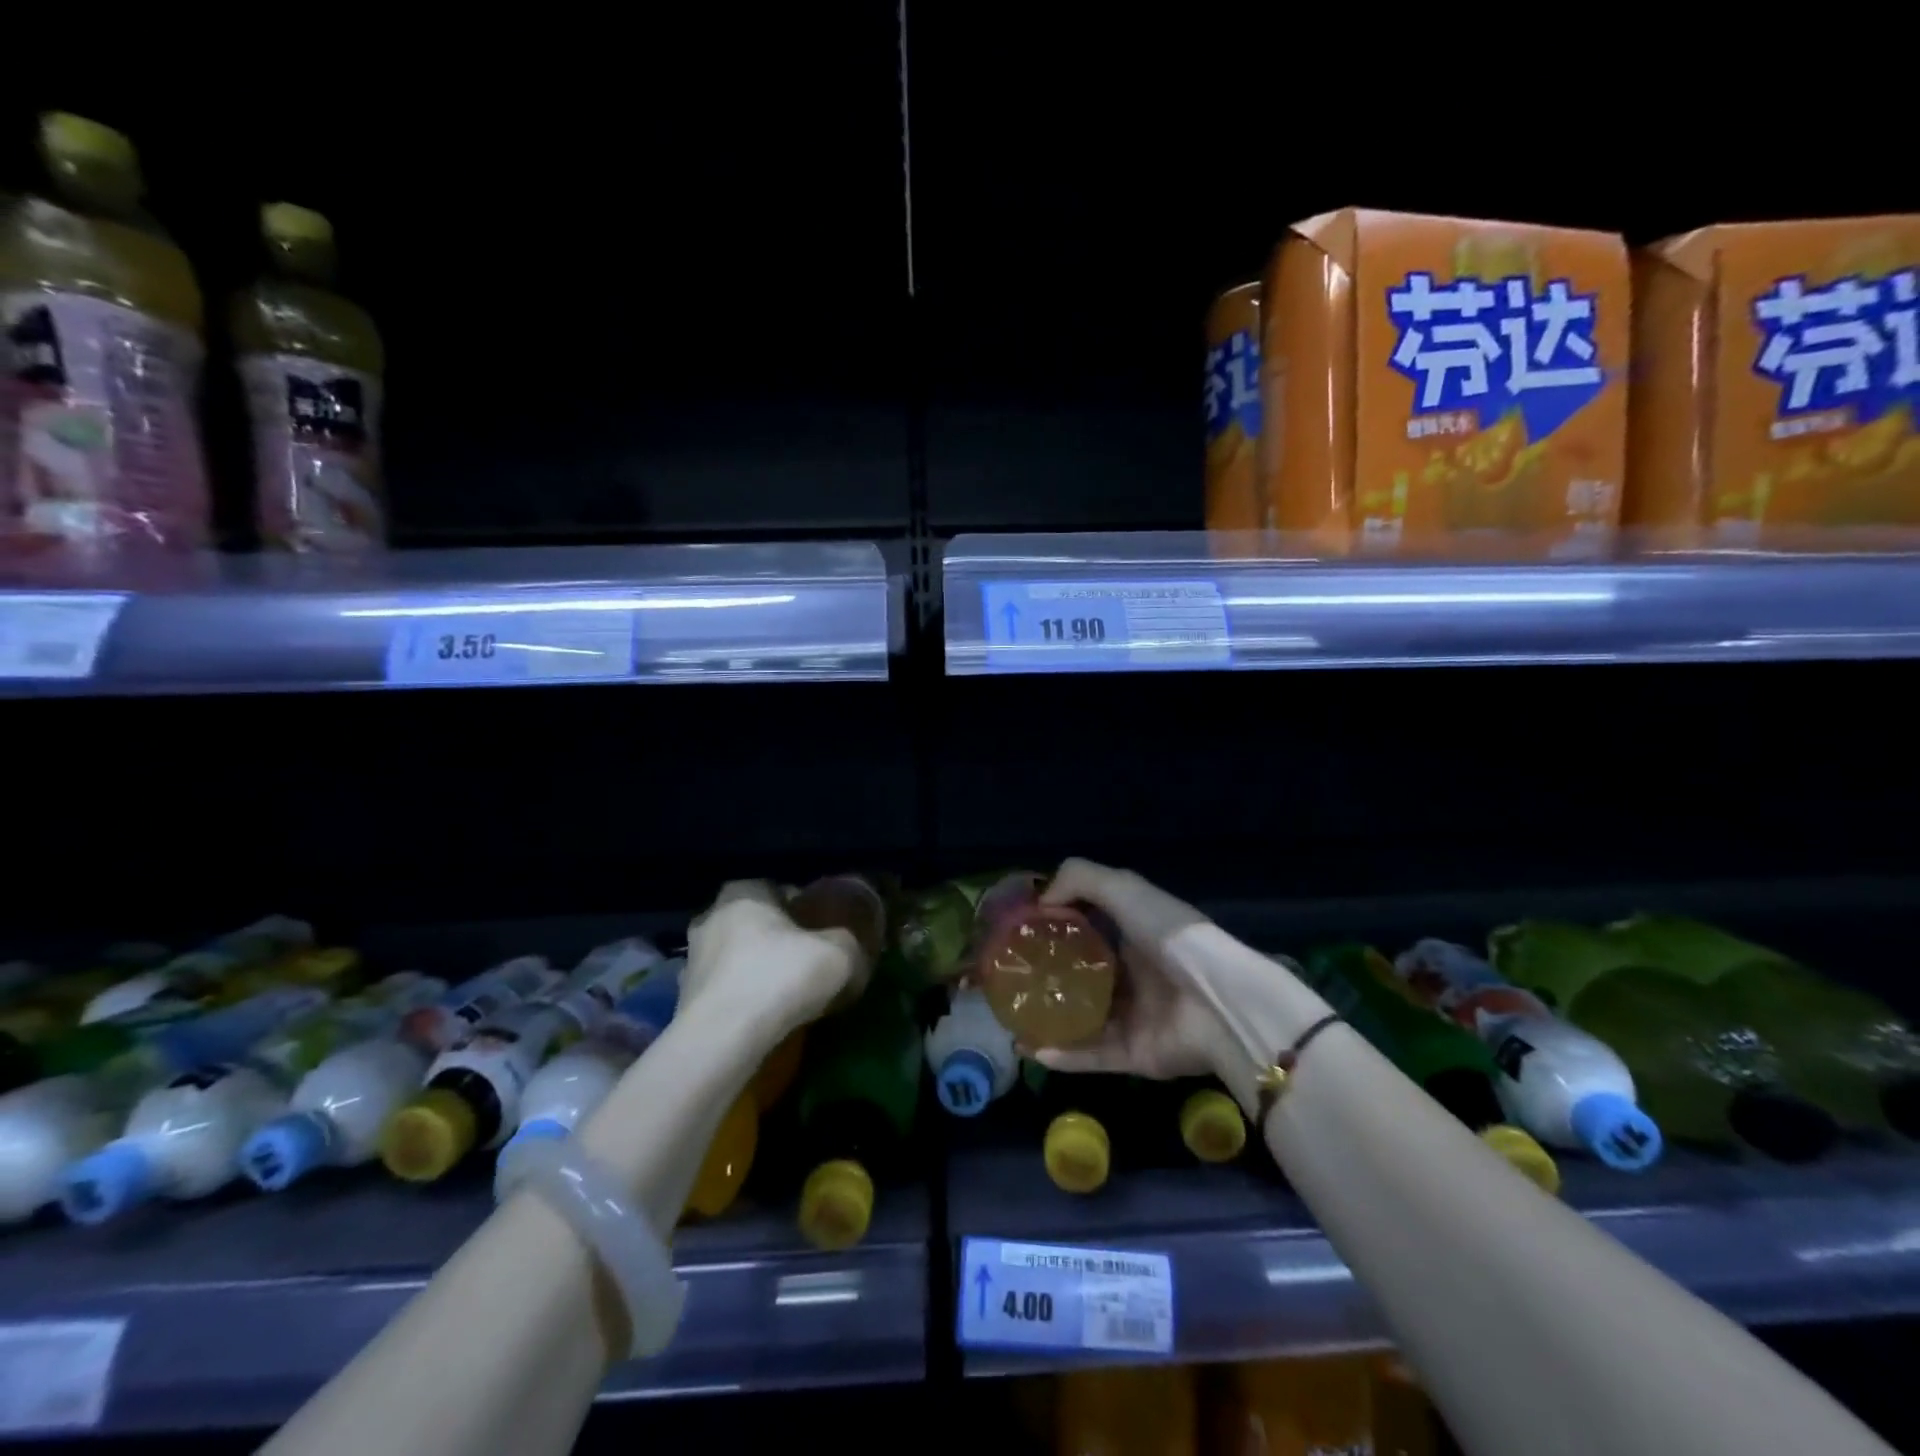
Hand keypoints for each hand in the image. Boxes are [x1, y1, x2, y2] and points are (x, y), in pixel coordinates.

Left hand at [680, 881, 871, 1046]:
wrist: (722, 1041)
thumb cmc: (780, 978)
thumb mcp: (839, 955)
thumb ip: (850, 943)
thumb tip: (852, 948)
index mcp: (744, 892)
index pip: (781, 889)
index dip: (806, 910)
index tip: (824, 934)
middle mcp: (711, 916)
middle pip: (756, 923)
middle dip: (779, 940)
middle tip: (808, 963)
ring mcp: (692, 958)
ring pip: (737, 957)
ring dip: (757, 970)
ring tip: (786, 995)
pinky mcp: (683, 998)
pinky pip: (724, 989)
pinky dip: (742, 998)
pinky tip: (762, 1018)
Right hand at [1026, 860, 1332, 1113]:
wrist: (1217, 1002)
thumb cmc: (1169, 937)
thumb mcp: (1124, 889)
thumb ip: (1080, 880)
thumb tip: (1041, 901)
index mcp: (1134, 934)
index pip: (1088, 928)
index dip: (1055, 927)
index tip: (1018, 932)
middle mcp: (1134, 975)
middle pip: (1082, 976)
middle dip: (1046, 977)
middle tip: (1008, 979)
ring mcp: (1135, 1017)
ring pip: (1082, 1020)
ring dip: (1048, 1021)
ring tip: (1010, 1019)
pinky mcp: (1136, 1054)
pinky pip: (1092, 1055)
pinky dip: (1064, 1054)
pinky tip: (1032, 1049)